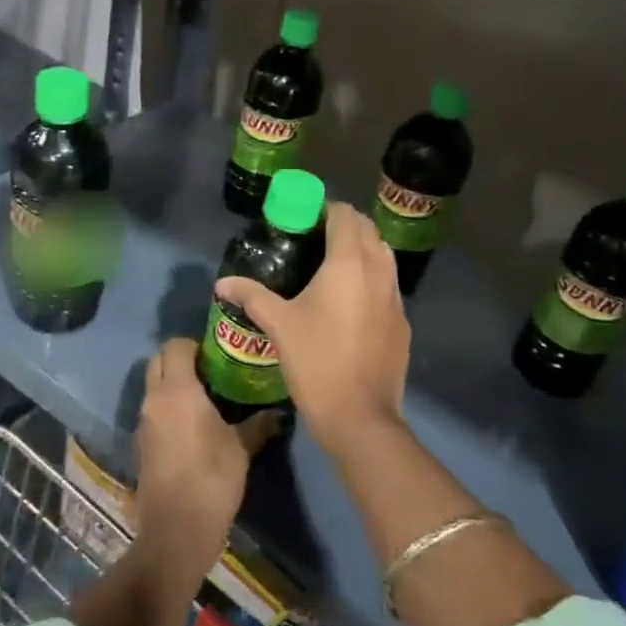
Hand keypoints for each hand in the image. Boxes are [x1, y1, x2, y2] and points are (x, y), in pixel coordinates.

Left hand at [134, 339, 276, 573]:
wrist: (176, 531)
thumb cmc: (212, 479)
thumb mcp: (242, 448)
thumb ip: (258, 424)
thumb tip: (278, 413)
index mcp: (177, 390)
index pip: (175, 346)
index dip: (195, 345)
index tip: (218, 355)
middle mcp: (154, 399)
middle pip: (159, 361)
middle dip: (180, 360)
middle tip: (212, 373)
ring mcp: (143, 423)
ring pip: (154, 387)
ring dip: (173, 385)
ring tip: (206, 400)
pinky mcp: (141, 445)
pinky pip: (153, 413)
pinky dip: (168, 409)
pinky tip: (193, 428)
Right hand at [214, 203, 409, 454]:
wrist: (360, 415)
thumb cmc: (317, 362)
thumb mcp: (279, 325)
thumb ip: (252, 296)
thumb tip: (222, 283)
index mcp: (349, 263)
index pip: (344, 216)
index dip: (325, 210)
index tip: (304, 219)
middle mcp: (378, 271)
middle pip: (368, 230)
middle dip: (344, 225)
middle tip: (315, 238)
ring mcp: (396, 297)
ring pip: (384, 255)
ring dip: (363, 249)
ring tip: (333, 265)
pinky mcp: (403, 322)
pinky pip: (389, 285)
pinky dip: (373, 278)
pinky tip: (351, 301)